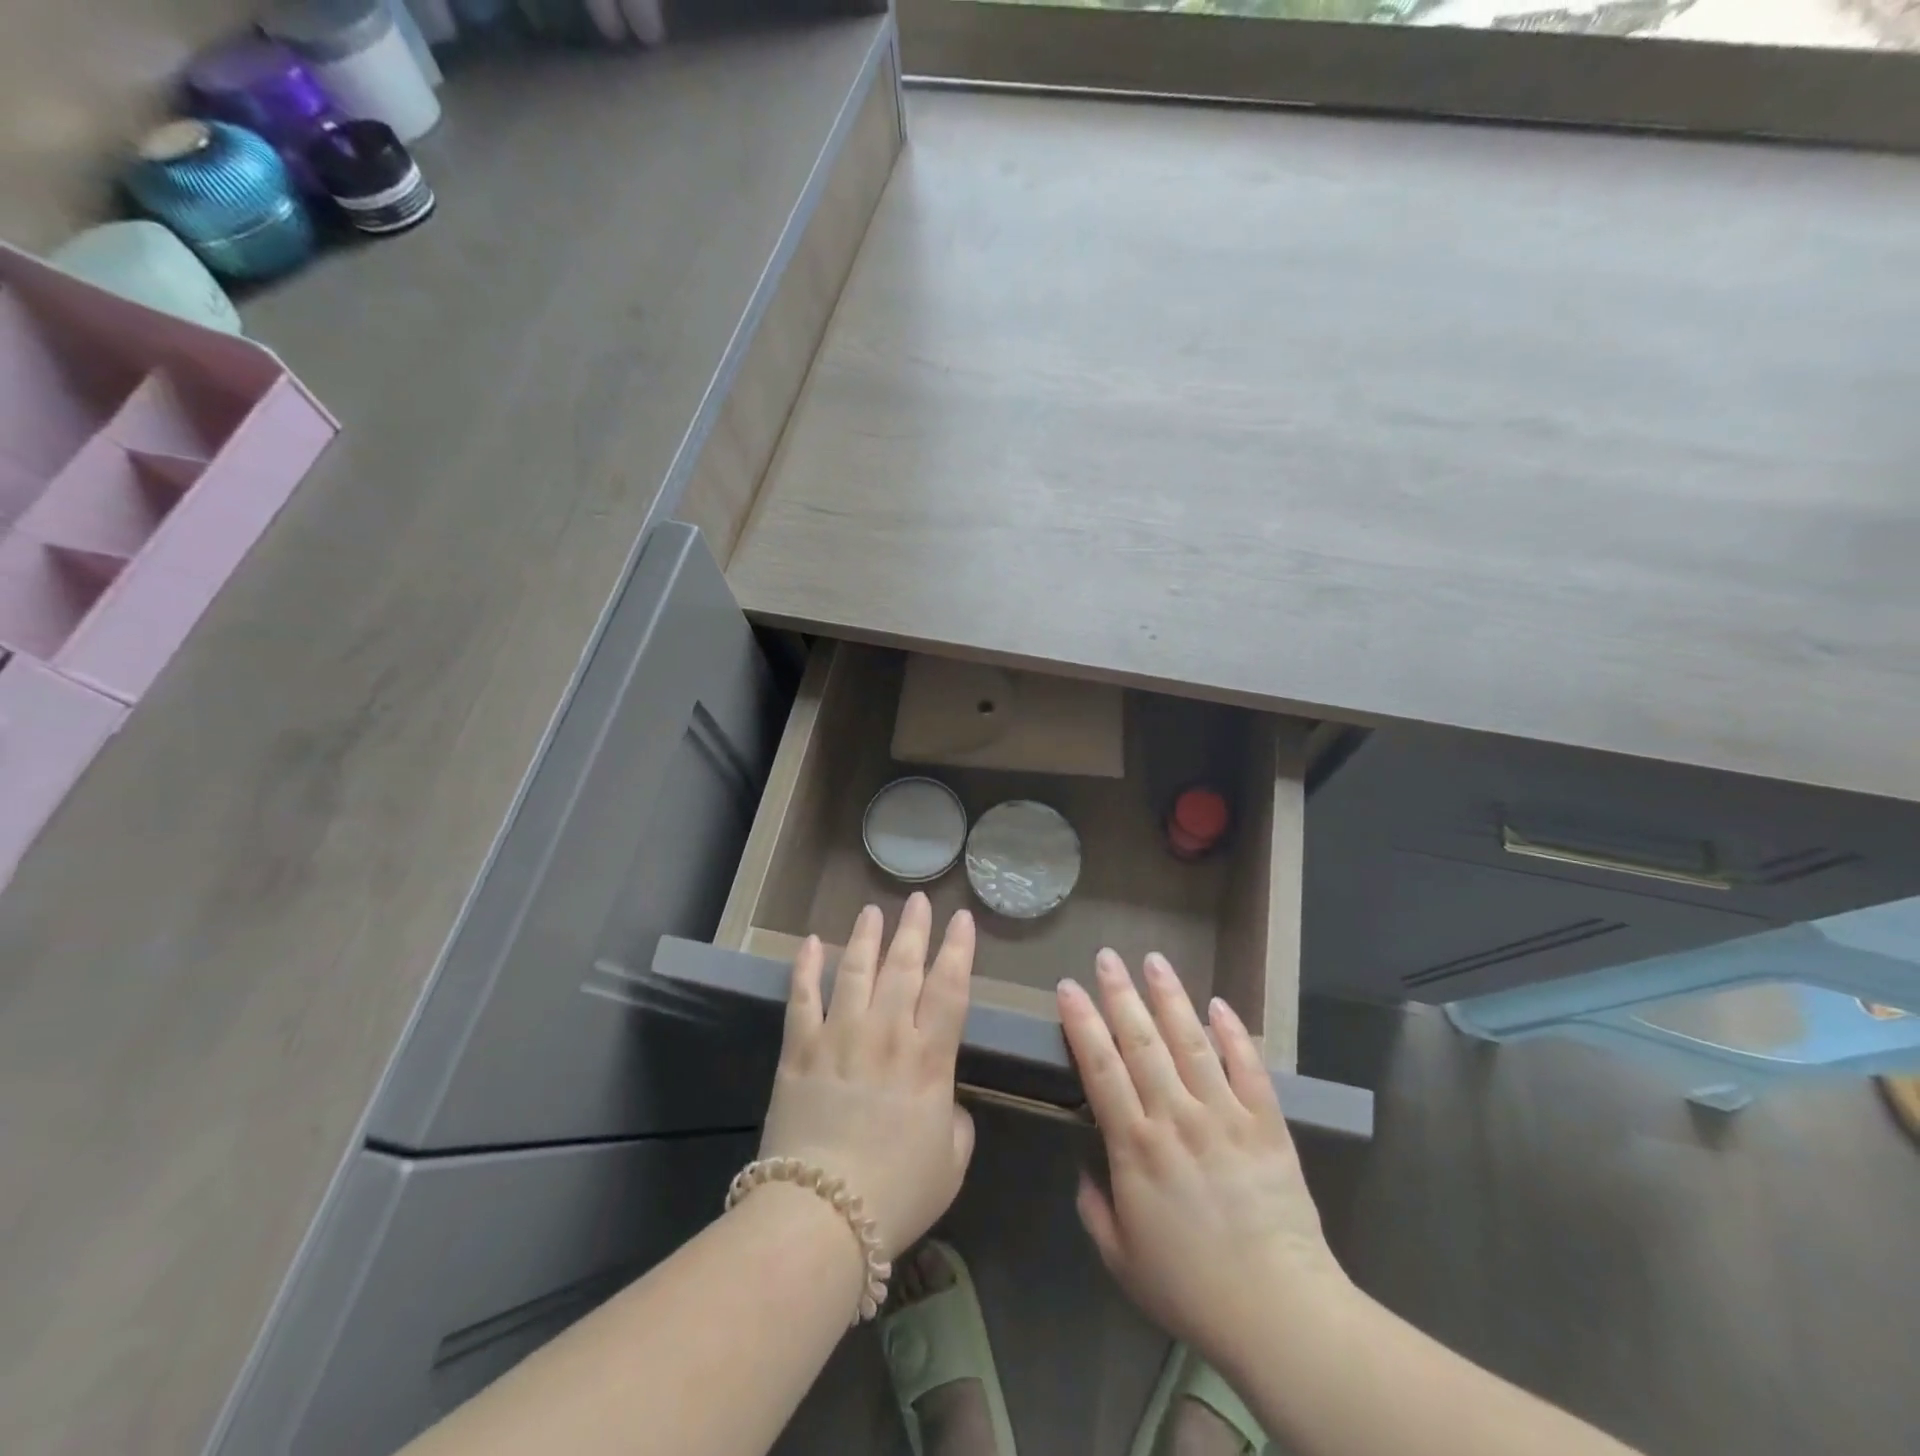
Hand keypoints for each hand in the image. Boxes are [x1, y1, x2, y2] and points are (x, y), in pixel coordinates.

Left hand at [757, 894, 976, 1260]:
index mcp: (929, 1059)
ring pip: (856, 970)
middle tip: (918, 900)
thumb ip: (956, 1123)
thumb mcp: (951, 1164)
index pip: (950, 989)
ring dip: (866, 937)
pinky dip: (806, 967)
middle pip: (904, 967)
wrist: (823, 1216)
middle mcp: (887, 1034)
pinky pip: (802, 997)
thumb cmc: (897, 1194)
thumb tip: (945, 1102)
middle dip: (914, 929)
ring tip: (873, 911)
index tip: (963, 919)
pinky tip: (811, 942)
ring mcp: (840, 1036)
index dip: (959, 950)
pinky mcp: (800, 1049)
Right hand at [1059, 950, 1352, 1363]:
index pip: (1100, 1068)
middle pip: (1142, 1041)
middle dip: (1120, 994)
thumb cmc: (1192, 1289)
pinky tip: (1219, 1004)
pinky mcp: (1266, 1124)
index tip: (1069, 987)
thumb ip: (1096, 1209)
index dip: (1082, 1023)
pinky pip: (1248, 1068)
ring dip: (1170, 998)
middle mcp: (1176, 1117)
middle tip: (1107, 956)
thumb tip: (1085, 1170)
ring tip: (1155, 960)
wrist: (1281, 1313)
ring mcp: (1224, 1116)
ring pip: (1191, 1042)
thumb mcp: (1122, 1260)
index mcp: (1136, 1146)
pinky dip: (1233, 1033)